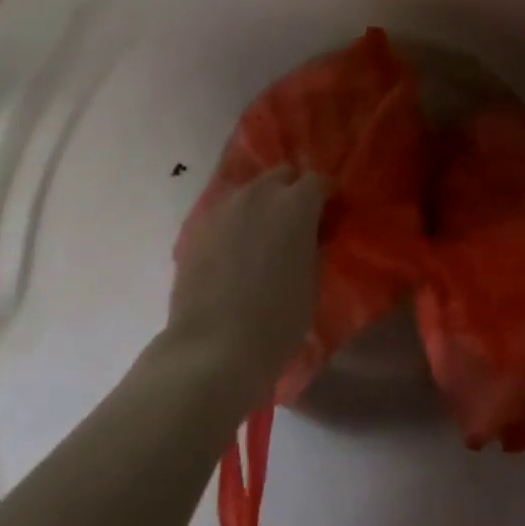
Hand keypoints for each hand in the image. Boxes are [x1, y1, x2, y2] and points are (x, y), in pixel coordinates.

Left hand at [168, 167, 325, 401]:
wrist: (212, 350)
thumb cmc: (277, 321)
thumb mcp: (312, 283)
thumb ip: (314, 246)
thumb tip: (311, 234)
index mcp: (295, 204)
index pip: (318, 181)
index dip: (325, 199)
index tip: (327, 220)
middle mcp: (259, 194)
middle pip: (281, 176)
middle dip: (292, 192)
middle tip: (295, 226)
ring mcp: (224, 208)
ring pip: (250, 192)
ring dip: (261, 206)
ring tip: (261, 240)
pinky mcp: (197, 228)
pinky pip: (225, 214)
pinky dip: (235, 224)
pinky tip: (234, 255)